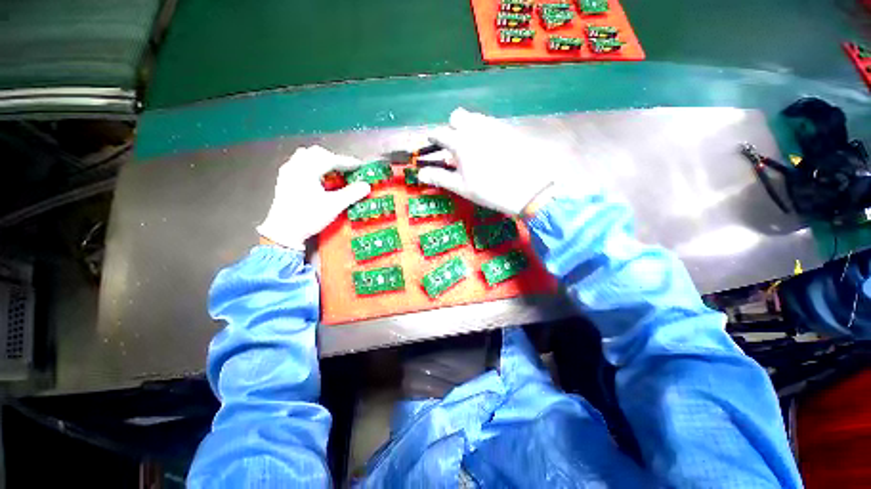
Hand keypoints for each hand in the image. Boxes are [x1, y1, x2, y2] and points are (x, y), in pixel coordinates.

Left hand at [257, 146, 370, 248]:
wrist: (284, 232)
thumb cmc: (309, 217)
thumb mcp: (334, 206)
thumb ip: (352, 194)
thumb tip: (366, 186)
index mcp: (307, 170)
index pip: (331, 159)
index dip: (347, 162)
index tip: (359, 166)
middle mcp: (295, 166)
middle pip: (317, 153)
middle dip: (335, 159)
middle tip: (347, 169)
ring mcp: (287, 172)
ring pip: (307, 156)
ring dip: (322, 161)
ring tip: (333, 172)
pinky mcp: (284, 180)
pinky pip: (299, 164)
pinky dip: (312, 166)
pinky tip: (318, 178)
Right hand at [418, 108, 556, 215]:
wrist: (527, 190)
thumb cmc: (489, 190)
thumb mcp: (461, 187)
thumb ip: (440, 177)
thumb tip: (420, 173)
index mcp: (461, 142)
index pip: (440, 133)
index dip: (433, 138)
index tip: (432, 142)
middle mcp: (476, 128)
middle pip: (458, 116)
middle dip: (452, 126)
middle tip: (454, 145)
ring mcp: (494, 127)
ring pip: (475, 117)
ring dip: (468, 126)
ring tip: (471, 146)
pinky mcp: (508, 130)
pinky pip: (491, 123)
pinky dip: (484, 130)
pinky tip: (488, 146)